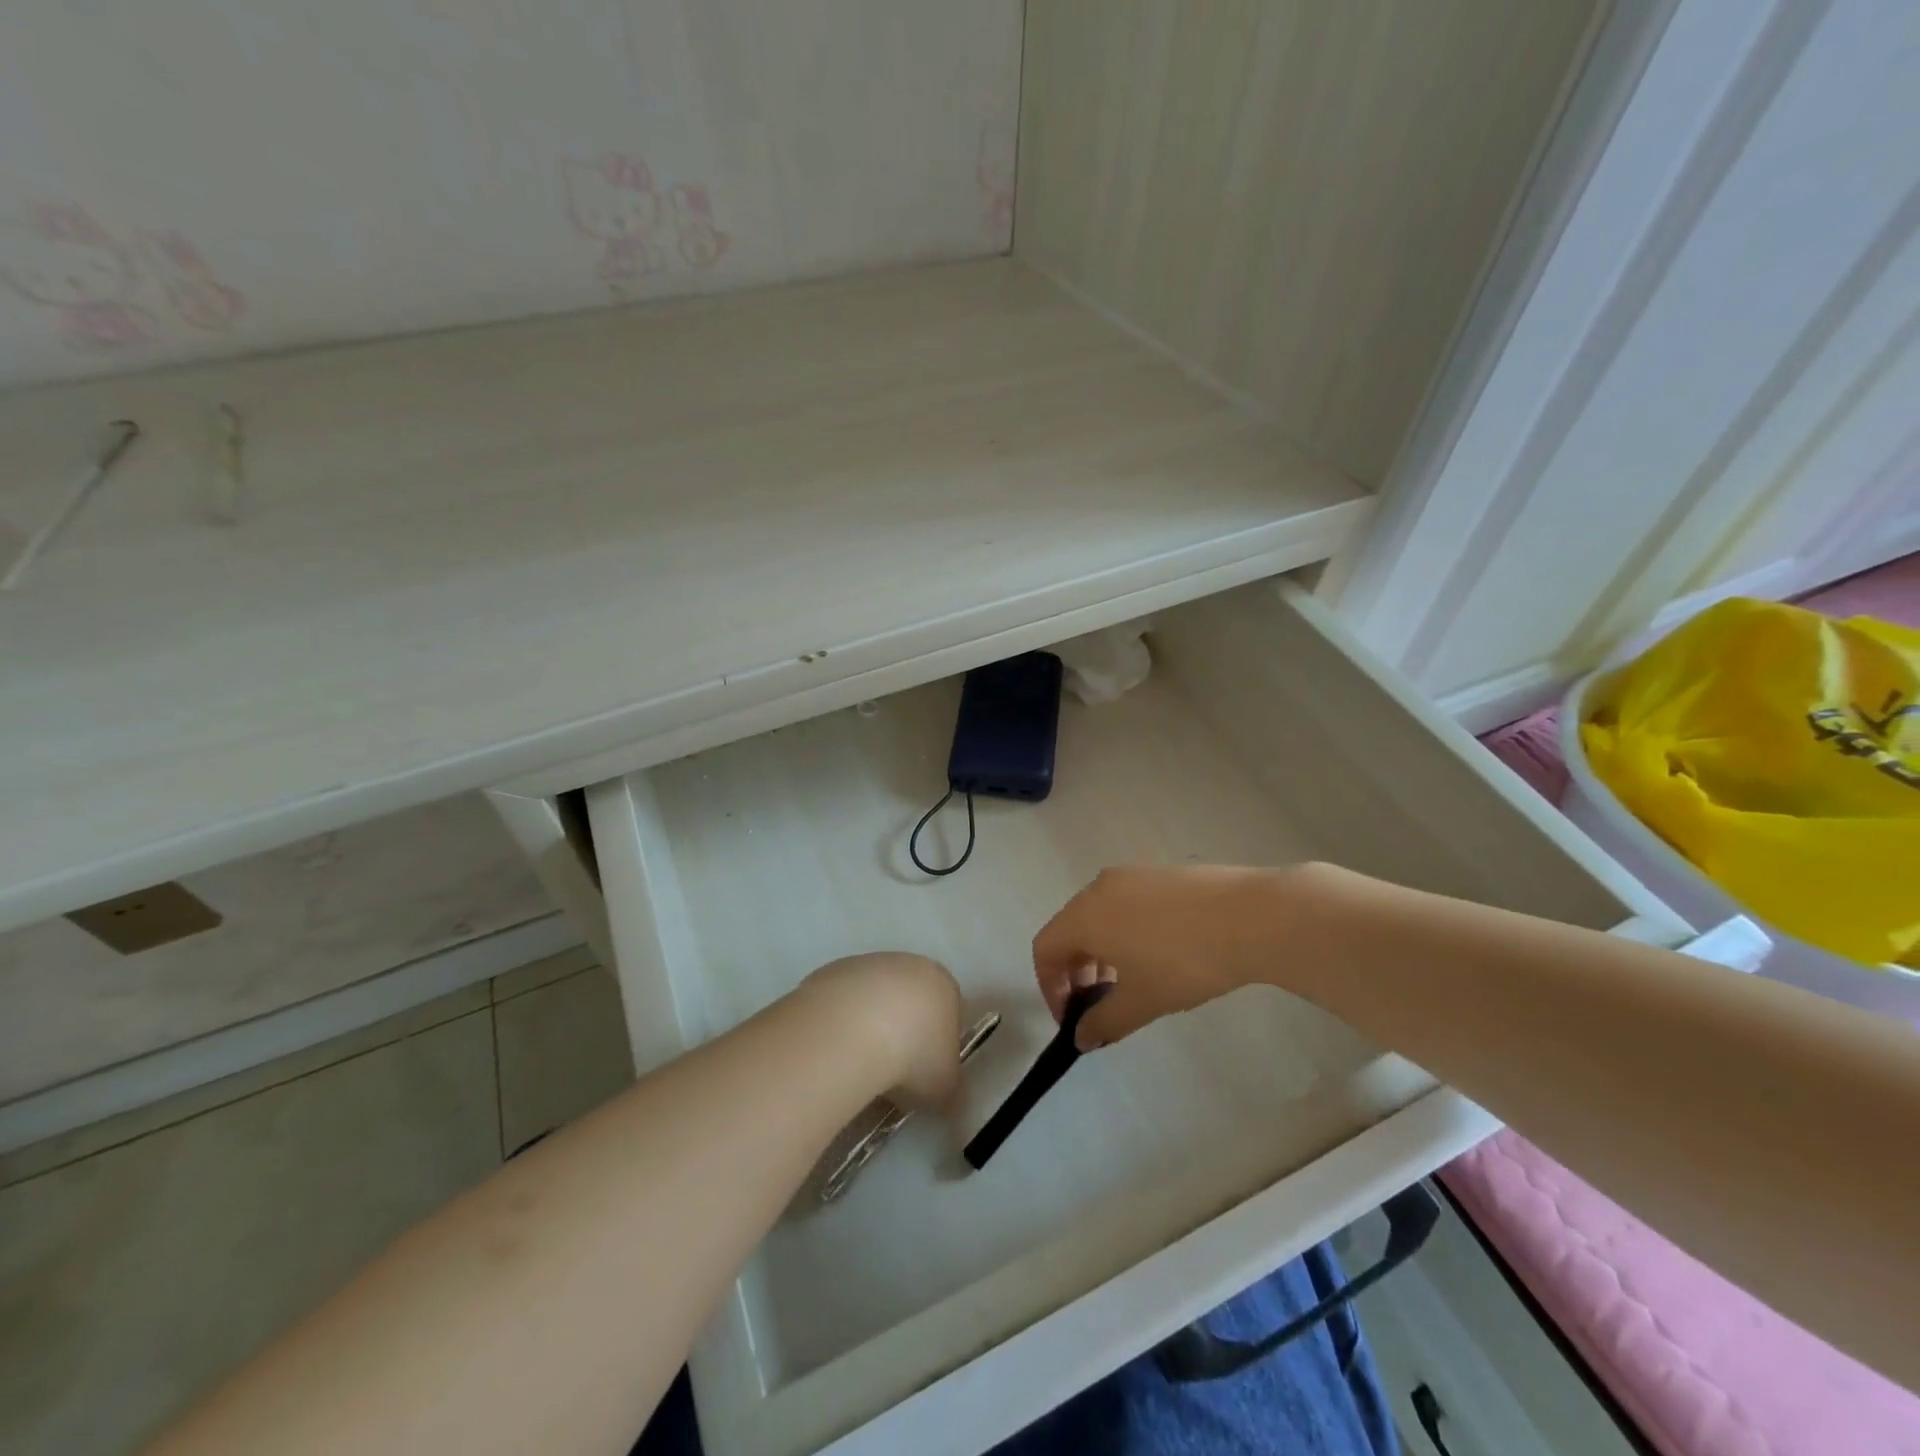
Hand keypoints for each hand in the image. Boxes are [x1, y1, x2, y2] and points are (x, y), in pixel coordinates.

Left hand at [800, 952, 963, 1106]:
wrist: (852, 1033)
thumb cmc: (912, 1057)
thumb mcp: (945, 1088)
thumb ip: (949, 1089)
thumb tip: (946, 1100)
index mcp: (943, 985)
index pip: (947, 1012)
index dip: (936, 1046)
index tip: (923, 1075)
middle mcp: (908, 964)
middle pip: (909, 1000)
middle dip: (902, 1032)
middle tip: (891, 1072)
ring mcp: (867, 963)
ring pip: (872, 998)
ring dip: (868, 1026)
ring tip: (857, 1065)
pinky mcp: (831, 971)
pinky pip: (841, 1001)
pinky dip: (840, 1023)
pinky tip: (834, 1049)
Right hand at [1033, 865, 1308, 1049]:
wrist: (1252, 916)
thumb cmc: (1185, 962)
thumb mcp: (1142, 1001)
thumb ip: (1103, 1022)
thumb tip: (1080, 1038)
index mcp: (1084, 915)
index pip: (1044, 949)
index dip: (1050, 988)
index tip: (1074, 1019)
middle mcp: (1099, 887)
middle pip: (1070, 930)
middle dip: (1077, 972)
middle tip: (1102, 1005)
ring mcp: (1132, 875)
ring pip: (1099, 915)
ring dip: (1102, 952)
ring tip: (1134, 981)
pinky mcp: (1161, 873)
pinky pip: (1127, 904)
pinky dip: (1126, 931)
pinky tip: (1162, 953)